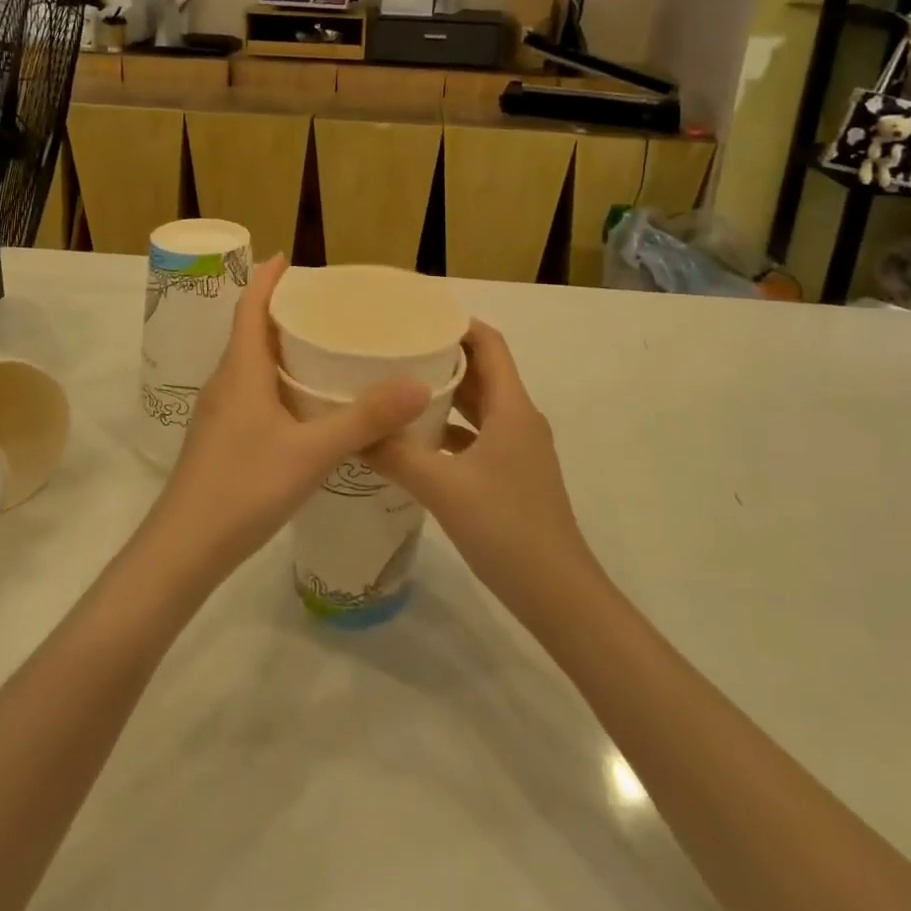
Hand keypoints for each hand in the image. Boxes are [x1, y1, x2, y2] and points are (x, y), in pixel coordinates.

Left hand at [145, 255, 429, 586]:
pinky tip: (304, 404)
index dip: (266, 278)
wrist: (183, 550)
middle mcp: (226, 382)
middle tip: (326, 305)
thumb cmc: (244, 488)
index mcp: (241, 370)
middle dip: (282, 310)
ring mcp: (219, 412)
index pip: (249, 307)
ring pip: (251, 364)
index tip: (289, 258)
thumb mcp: (312, 452)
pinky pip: (251, 391)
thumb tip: (418, 384)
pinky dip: (277, 380)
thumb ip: (364, 419)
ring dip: (280, 347)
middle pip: (251, 331)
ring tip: (323, 347)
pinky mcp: (221, 438)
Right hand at [370, 321, 600, 616]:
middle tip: (394, 349)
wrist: (558, 595)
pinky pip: (477, 436)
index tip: (415, 315)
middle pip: (482, 371)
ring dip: (444, 394)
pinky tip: (415, 441)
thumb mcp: (443, 488)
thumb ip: (396, 455)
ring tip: (397, 387)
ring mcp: (518, 449)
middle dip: (441, 355)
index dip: (456, 322)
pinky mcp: (512, 474)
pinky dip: (449, 430)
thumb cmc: (506, 528)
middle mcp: (518, 419)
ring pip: (478, 406)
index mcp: (512, 407)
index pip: (489, 343)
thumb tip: (352, 431)